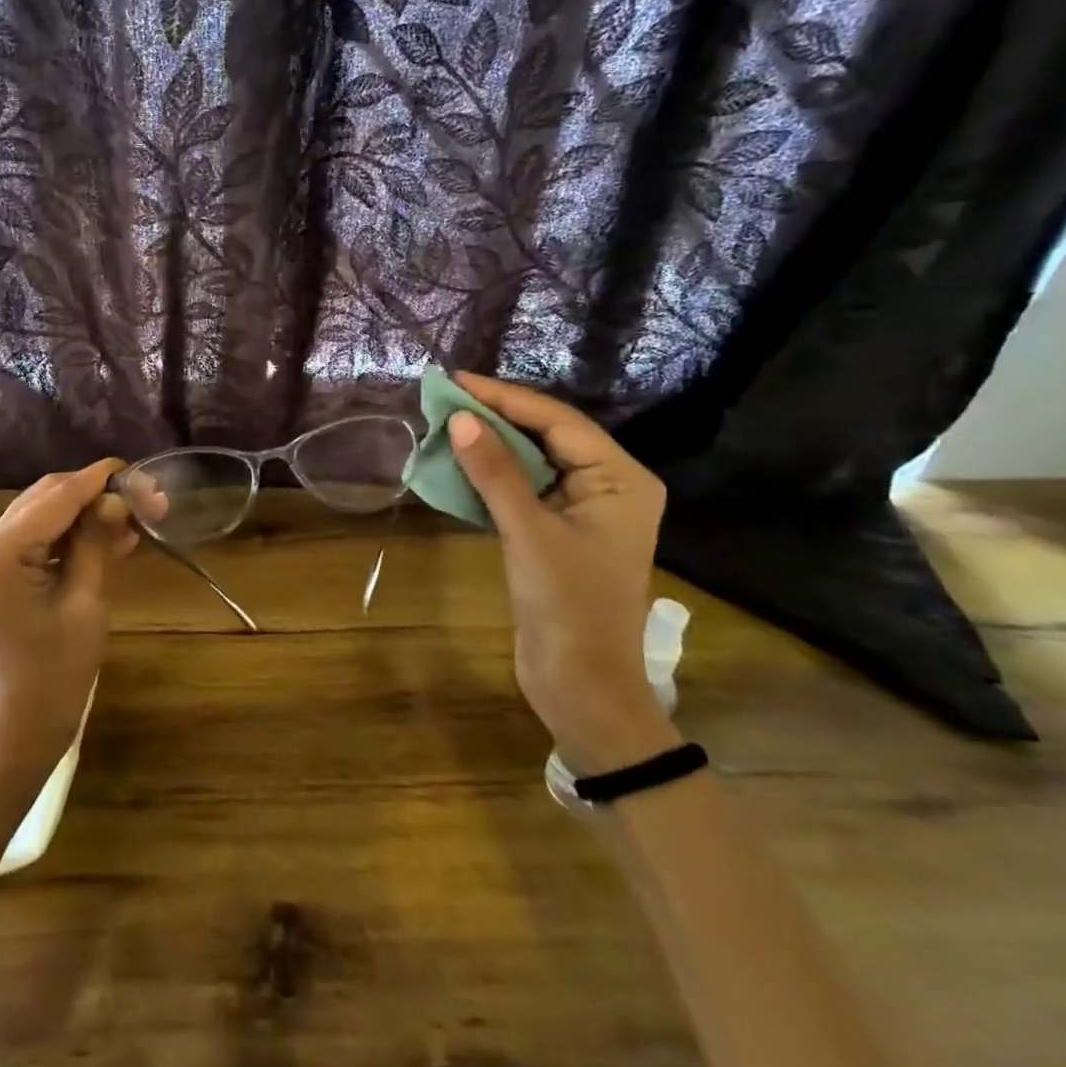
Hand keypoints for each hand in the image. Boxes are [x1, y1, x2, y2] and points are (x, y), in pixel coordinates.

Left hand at [0, 460, 140, 784]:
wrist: (23, 726)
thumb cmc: (57, 671)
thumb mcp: (85, 601)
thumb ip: (96, 542)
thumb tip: (117, 498)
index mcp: (2, 551)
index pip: (57, 496)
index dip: (99, 479)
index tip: (139, 469)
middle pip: (49, 497)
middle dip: (98, 494)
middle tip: (148, 498)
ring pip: (47, 514)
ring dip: (90, 512)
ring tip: (139, 516)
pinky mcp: (4, 574)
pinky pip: (43, 539)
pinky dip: (76, 534)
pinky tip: (116, 538)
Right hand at [447, 373, 680, 773]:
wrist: (582, 686)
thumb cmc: (567, 606)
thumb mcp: (528, 532)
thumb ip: (495, 472)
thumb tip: (459, 418)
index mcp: (620, 479)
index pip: (558, 421)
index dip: (505, 397)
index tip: (456, 380)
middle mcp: (608, 486)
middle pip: (548, 435)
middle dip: (496, 417)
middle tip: (444, 399)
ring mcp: (584, 510)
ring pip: (533, 461)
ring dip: (491, 444)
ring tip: (445, 423)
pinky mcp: (559, 532)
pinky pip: (524, 489)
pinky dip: (492, 475)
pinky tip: (460, 465)